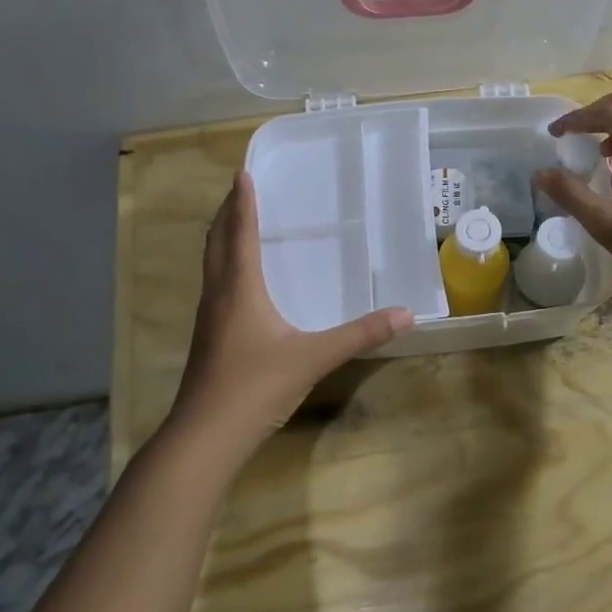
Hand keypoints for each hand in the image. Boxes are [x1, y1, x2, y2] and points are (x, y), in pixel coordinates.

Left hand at [171, 172, 411, 452]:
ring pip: (211, 266)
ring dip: (221, 239)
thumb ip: (360, 335)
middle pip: (216, 243)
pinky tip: (240, 283)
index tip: (243, 174)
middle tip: (238, 191)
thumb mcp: (313, 358)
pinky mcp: (208, 339)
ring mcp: (208, 319)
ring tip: (236, 225)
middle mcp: (218, 296)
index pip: (240, 233)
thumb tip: (406, 314)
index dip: (242, 203)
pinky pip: (214, 287)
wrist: (205, 437)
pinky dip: (224, 267)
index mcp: (239, 289)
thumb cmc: (255, 387)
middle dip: (225, 214)